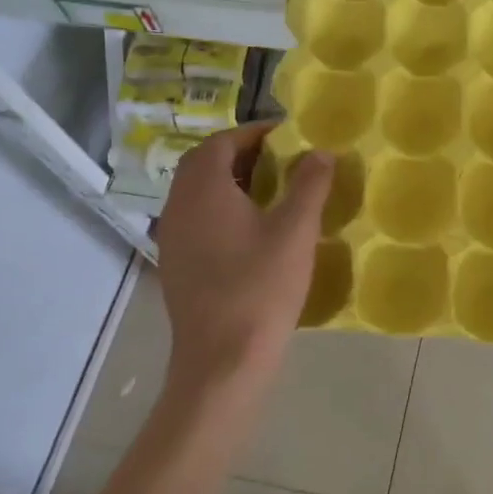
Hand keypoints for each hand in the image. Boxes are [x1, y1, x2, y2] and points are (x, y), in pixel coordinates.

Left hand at [156, 123, 332, 403]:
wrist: (222, 360)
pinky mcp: (175, 264)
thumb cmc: (261, 287)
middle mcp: (178, 206)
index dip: (254, 133)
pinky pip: (195, 219)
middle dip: (241, 154)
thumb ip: (309, 184)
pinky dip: (220, 209)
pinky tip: (251, 231)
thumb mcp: (295, 231)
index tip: (287, 136)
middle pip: (204, 164)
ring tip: (271, 191)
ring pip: (197, 192)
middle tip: (281, 160)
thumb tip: (320, 152)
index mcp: (203, 189)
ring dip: (230, 182)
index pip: (222, 142)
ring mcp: (172, 237)